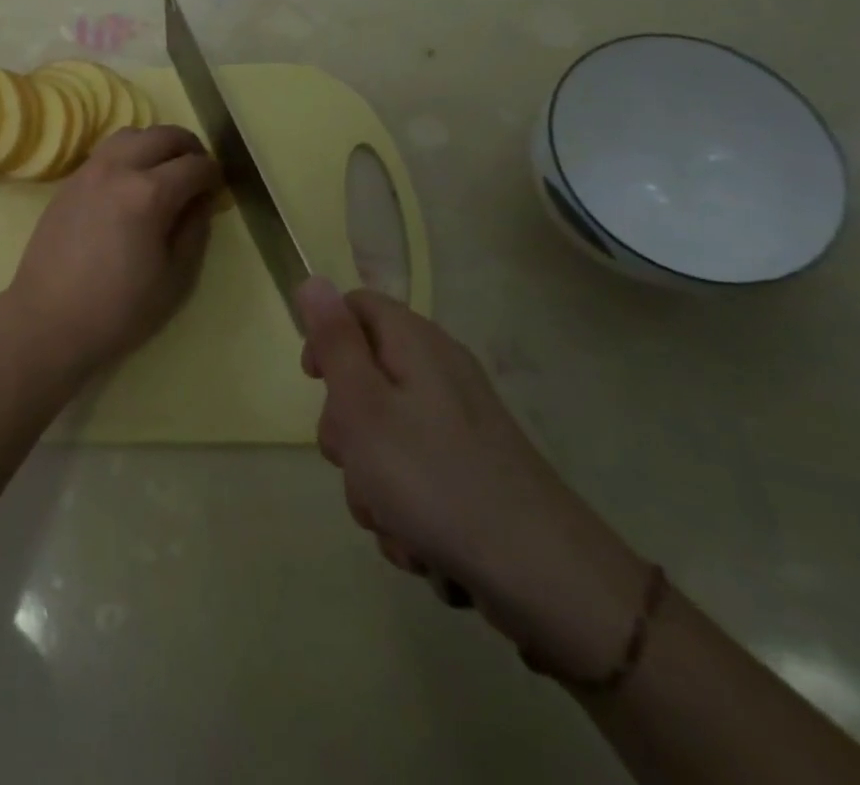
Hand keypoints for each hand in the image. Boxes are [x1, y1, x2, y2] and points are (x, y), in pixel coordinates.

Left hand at [0, 125, 219, 379]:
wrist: (48, 320)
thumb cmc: (119, 310)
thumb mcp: (176, 278)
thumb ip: (195, 230)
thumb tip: (202, 199)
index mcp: (149, 193)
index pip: (194, 165)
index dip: (213, 174)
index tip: (217, 189)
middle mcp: (117, 169)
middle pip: (162, 135)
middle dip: (188, 148)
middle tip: (198, 173)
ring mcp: (88, 171)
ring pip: (130, 135)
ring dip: (155, 144)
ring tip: (164, 171)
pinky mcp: (69, 182)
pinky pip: (106, 151)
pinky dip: (128, 154)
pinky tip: (131, 183)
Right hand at [298, 278, 652, 680]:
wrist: (546, 580)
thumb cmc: (434, 480)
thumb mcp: (363, 405)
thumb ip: (335, 341)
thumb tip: (313, 279)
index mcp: (416, 344)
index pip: (356, 306)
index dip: (325, 336)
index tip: (314, 383)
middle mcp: (439, 373)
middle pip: (364, 376)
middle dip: (344, 425)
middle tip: (352, 458)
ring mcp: (458, 424)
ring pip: (383, 434)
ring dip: (370, 479)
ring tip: (389, 516)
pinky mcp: (470, 469)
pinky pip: (413, 473)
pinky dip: (403, 506)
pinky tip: (417, 542)